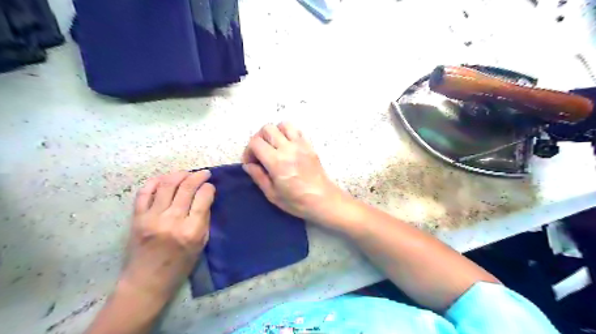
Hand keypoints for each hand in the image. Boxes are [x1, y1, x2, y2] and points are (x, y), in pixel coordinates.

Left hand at [119, 170, 214, 300]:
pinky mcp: (137, 218)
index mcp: (191, 230)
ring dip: (179, 175)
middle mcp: (172, 220)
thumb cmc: (180, 265)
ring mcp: (152, 217)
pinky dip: (155, 181)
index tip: (211, 186)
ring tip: (187, 173)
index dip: (209, 188)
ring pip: (167, 185)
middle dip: (198, 176)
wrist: (147, 281)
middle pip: (186, 188)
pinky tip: (165, 178)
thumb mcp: (201, 244)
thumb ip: (204, 219)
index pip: (203, 198)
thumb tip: (206, 197)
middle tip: (204, 173)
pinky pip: (144, 192)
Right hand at [240, 123, 347, 225]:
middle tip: (260, 153)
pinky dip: (289, 134)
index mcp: (277, 162)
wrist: (324, 200)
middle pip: (267, 128)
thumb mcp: (272, 195)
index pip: (255, 142)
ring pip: (283, 124)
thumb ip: (258, 177)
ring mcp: (301, 145)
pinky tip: (288, 146)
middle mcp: (288, 148)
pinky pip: (297, 130)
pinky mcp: (310, 145)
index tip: (251, 162)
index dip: (248, 151)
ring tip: (274, 146)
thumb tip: (248, 165)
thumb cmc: (297, 202)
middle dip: (259, 139)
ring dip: (275, 132)